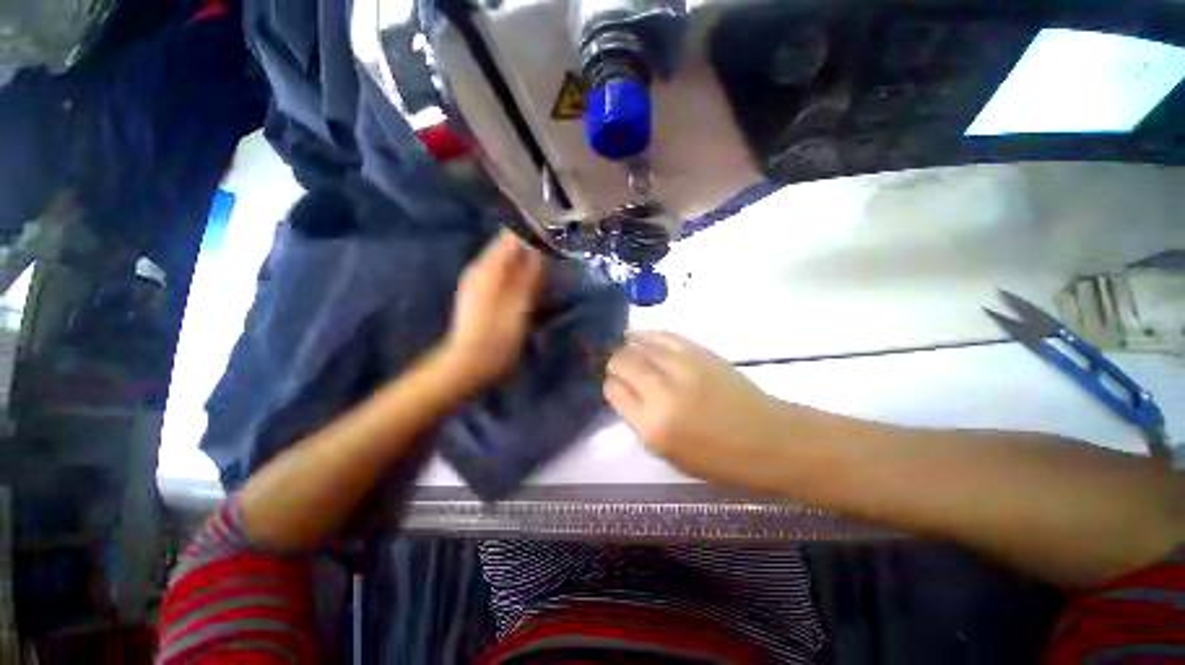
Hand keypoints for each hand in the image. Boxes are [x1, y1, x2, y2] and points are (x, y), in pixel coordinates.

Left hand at [440, 230, 543, 393]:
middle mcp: (480, 271)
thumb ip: (529, 274)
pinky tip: (531, 295)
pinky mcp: (480, 299)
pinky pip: (503, 281)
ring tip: (547, 280)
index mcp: (488, 268)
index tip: (553, 239)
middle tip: (554, 264)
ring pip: (507, 267)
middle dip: (531, 253)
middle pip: (508, 251)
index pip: (509, 237)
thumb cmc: (498, 336)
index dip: (531, 235)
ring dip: (526, 269)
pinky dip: (518, 283)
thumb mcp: (520, 304)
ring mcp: (479, 285)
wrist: (470, 365)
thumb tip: (537, 248)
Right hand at [605, 331, 823, 491]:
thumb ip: (641, 423)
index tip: (614, 386)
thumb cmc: (718, 458)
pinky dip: (648, 334)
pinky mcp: (700, 352)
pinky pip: (665, 336)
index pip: (614, 391)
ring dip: (628, 344)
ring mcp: (683, 367)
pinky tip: (640, 335)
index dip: (609, 385)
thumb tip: (626, 394)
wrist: (768, 439)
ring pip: (641, 344)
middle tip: (618, 367)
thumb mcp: (669, 455)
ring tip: (625, 345)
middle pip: (623, 362)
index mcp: (653, 425)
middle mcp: (663, 392)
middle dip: (614, 362)